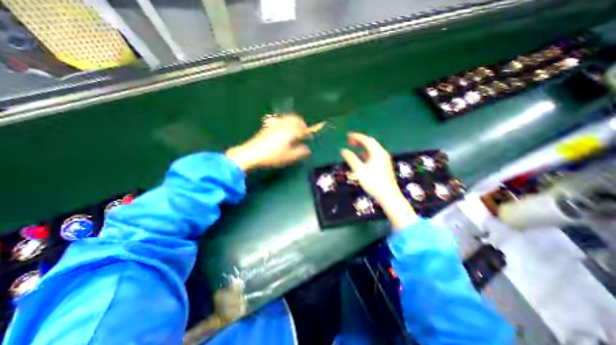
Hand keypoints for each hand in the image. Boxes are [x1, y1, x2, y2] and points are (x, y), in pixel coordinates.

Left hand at [226, 113, 310, 171]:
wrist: (252, 153)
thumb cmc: (273, 156)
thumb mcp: (289, 157)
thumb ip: (300, 152)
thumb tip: (307, 150)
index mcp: (290, 131)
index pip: (302, 129)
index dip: (307, 133)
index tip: (309, 137)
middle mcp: (283, 124)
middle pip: (295, 118)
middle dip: (301, 124)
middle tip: (303, 131)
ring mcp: (274, 124)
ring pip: (287, 117)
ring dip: (293, 121)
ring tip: (294, 129)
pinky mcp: (268, 126)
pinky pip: (279, 119)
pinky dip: (285, 122)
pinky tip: (283, 128)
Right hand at [339, 132, 415, 227]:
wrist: (388, 195)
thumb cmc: (373, 183)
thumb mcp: (360, 171)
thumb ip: (351, 159)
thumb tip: (343, 150)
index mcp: (377, 153)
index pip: (366, 140)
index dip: (357, 136)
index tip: (348, 135)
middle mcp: (382, 153)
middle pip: (370, 142)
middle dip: (360, 139)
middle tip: (349, 140)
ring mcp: (384, 158)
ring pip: (373, 147)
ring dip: (363, 145)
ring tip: (354, 145)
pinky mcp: (384, 163)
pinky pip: (374, 153)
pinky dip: (366, 151)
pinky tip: (361, 155)